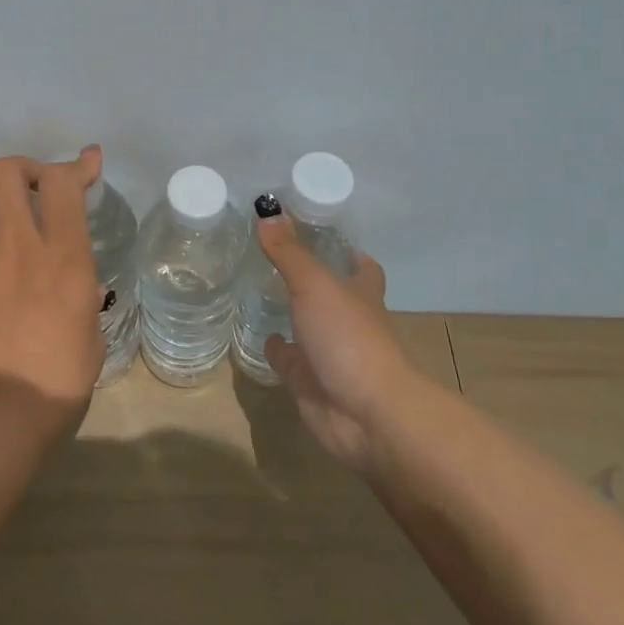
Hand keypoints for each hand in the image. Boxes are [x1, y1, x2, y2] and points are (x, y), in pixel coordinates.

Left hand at [0, 148, 106, 416]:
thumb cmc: (57, 378)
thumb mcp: (91, 330)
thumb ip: (82, 290)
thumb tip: (75, 279)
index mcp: (64, 257)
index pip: (63, 183)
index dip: (76, 164)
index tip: (88, 162)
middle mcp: (19, 244)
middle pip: (9, 171)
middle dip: (27, 169)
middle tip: (38, 189)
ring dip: (0, 194)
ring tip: (10, 215)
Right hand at [260, 216, 414, 471]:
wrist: (366, 415)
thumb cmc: (350, 338)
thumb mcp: (315, 285)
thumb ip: (289, 252)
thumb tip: (267, 209)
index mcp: (361, 295)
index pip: (361, 267)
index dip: (346, 252)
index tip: (319, 234)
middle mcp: (348, 321)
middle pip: (331, 295)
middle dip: (309, 279)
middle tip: (273, 255)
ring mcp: (329, 353)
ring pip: (307, 326)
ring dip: (289, 313)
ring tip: (257, 288)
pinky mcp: (309, 382)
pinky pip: (289, 360)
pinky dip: (276, 348)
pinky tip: (259, 333)